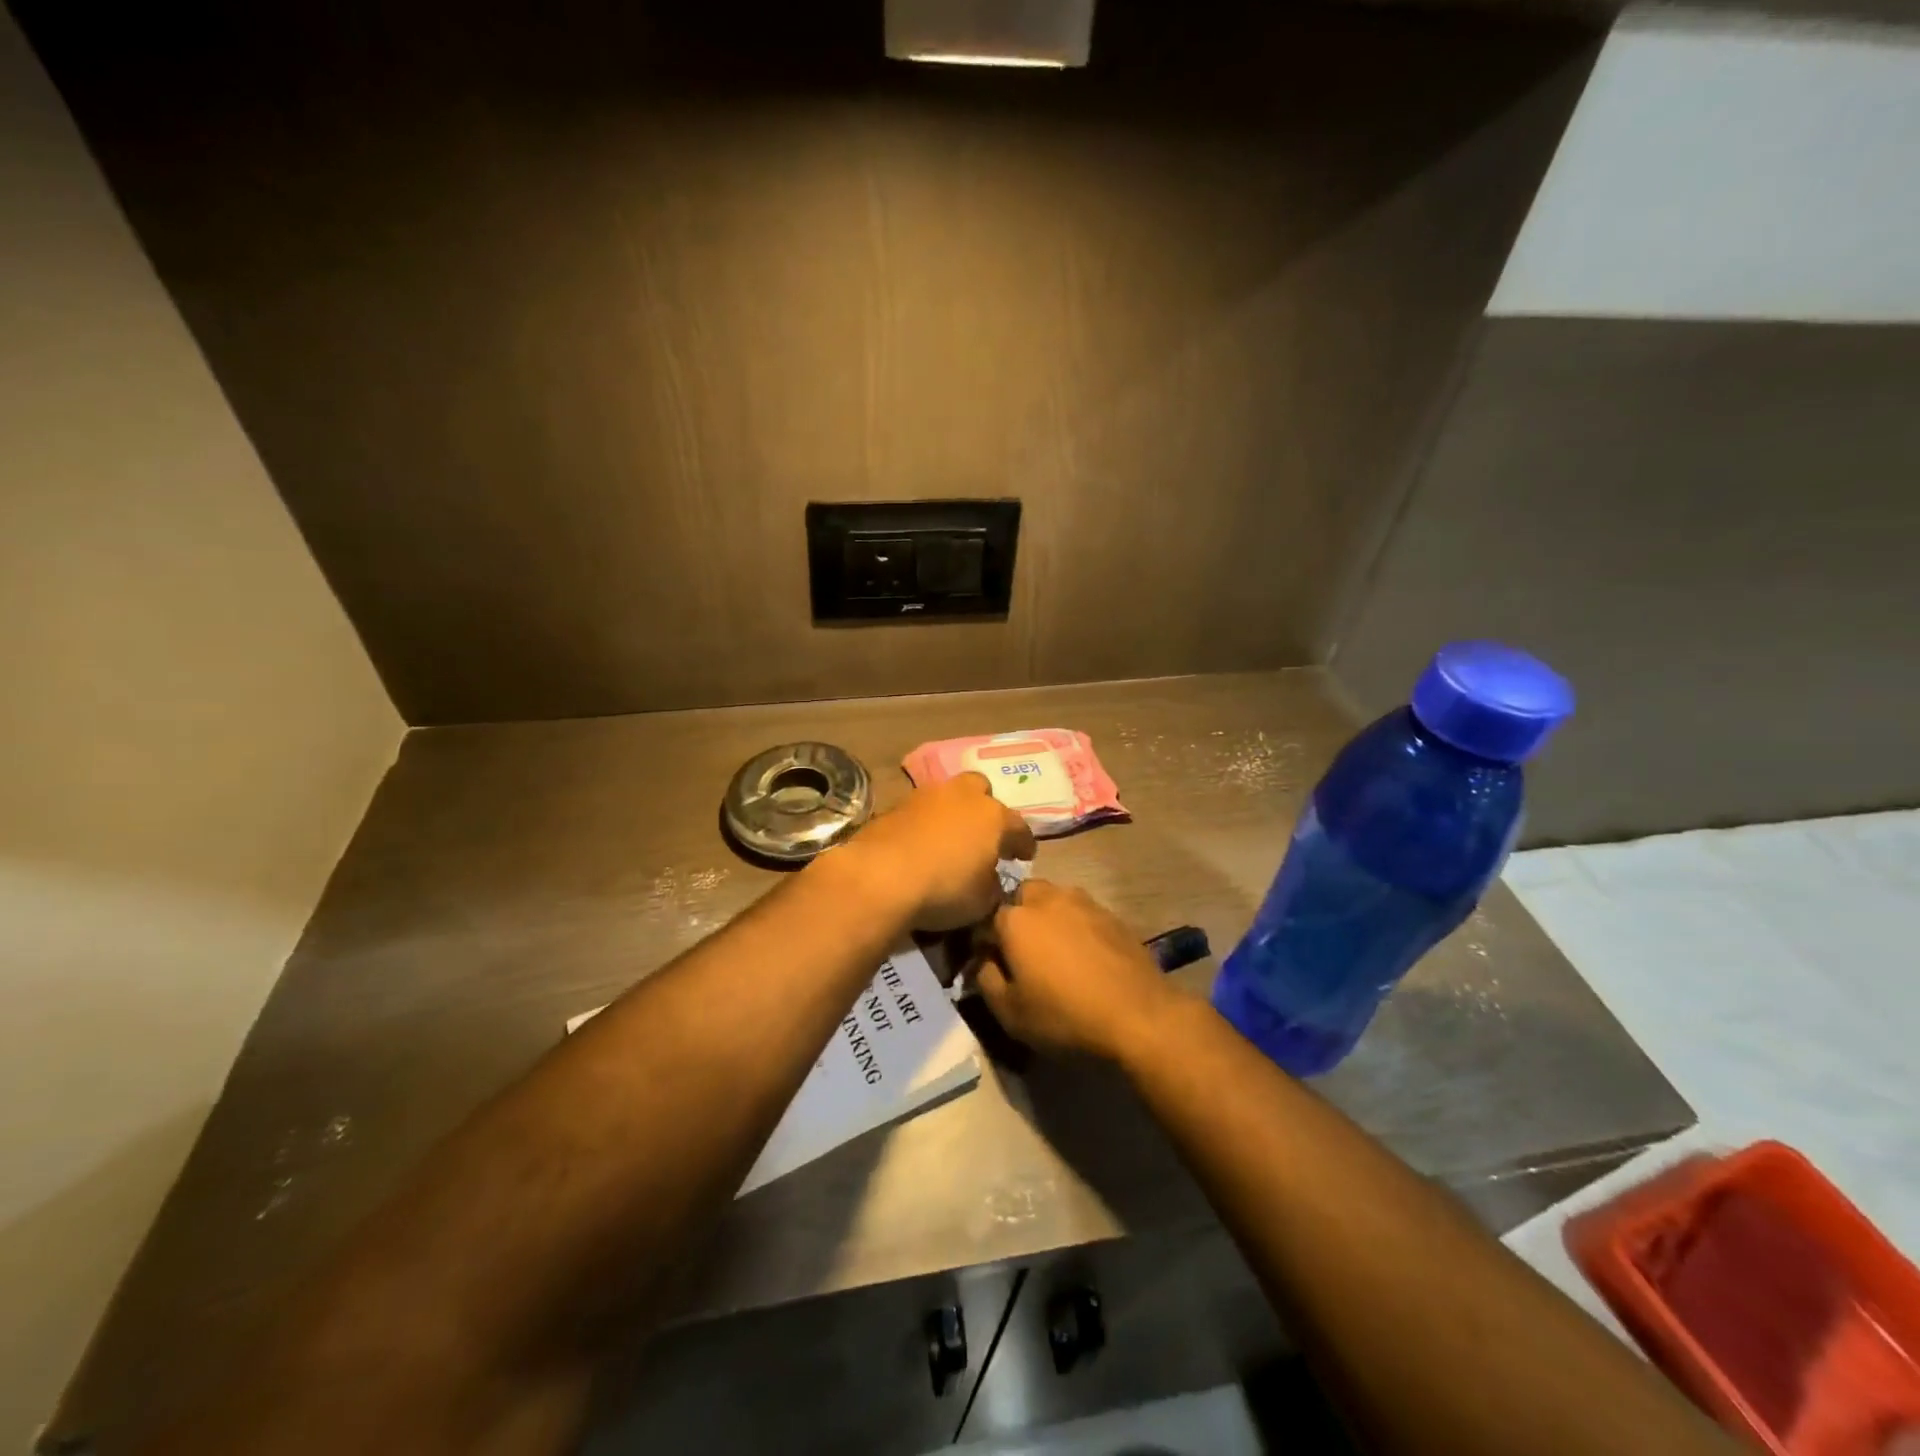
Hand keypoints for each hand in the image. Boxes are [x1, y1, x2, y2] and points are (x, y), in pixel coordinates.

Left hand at [826, 773, 1035, 931]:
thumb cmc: (944, 888)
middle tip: (983, 834)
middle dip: (985, 808)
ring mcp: (926, 796)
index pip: (1018, 827)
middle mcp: (963, 796)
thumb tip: (990, 881)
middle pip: (981, 790)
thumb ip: (993, 886)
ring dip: (952, 812)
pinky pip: (919, 810)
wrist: (881, 876)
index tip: (1024, 856)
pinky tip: (920, 843)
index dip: (1024, 843)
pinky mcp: (895, 805)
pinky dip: (924, 823)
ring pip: (947, 795)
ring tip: (949, 837)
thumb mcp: (982, 901)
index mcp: (993, 817)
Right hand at [975, 880, 1179, 1060]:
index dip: (982, 942)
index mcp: (1015, 919)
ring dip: (1046, 916)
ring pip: (1053, 898)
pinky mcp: (1111, 915)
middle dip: (1015, 916)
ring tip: (1053, 950)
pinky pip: (1081, 912)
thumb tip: (982, 962)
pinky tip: (1083, 954)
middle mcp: (1047, 899)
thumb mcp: (1009, 1012)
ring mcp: (1083, 902)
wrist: (1138, 1016)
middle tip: (1021, 950)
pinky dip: (1074, 925)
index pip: (985, 920)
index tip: (986, 963)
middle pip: (1021, 896)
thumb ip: (985, 980)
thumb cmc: (1064, 1015)